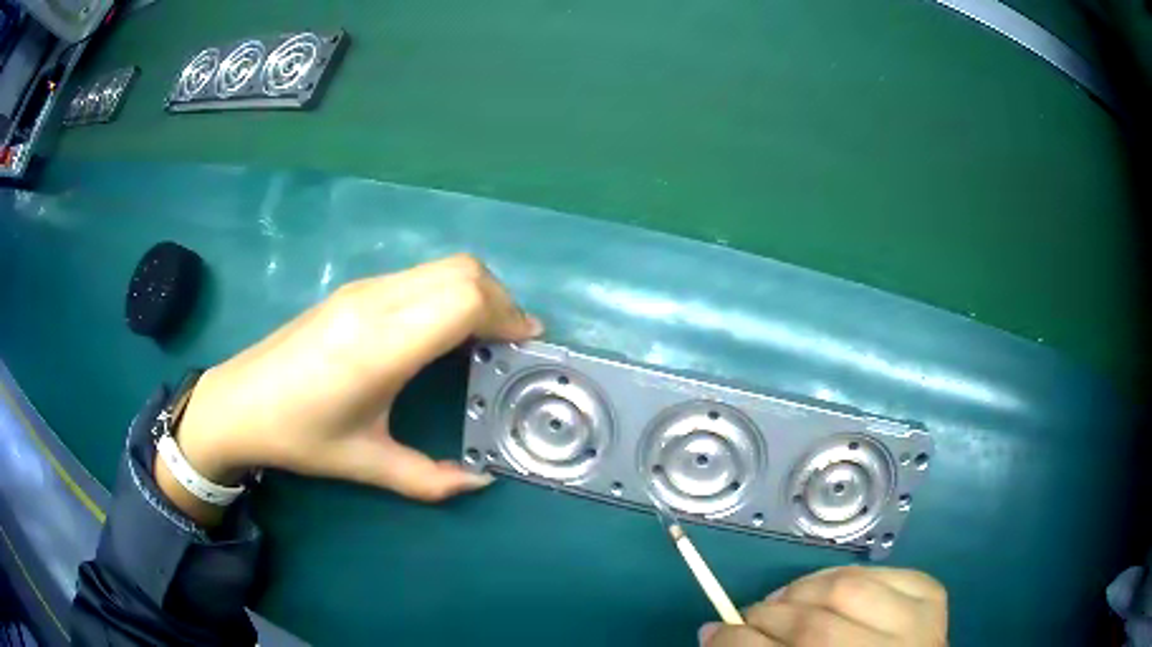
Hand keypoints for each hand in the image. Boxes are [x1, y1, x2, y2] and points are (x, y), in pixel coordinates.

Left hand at [159, 254, 541, 519]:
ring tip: (484, 334)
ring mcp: (362, 289)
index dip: (506, 315)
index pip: (463, 300)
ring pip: (441, 266)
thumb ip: (429, 480)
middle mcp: (375, 303)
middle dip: (500, 299)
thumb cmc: (299, 436)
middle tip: (510, 341)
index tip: (526, 343)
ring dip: (475, 291)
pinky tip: (441, 329)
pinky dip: (448, 290)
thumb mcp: (366, 464)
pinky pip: (418, 275)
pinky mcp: (353, 289)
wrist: (238, 402)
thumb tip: (480, 483)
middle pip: (462, 270)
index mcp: (381, 346)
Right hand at [702, 566, 946, 646]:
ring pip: (848, 588)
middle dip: (767, 617)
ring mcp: (920, 625)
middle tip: (750, 617)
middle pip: (814, 629)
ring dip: (804, 589)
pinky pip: (881, 571)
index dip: (736, 643)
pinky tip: (830, 591)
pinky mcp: (933, 596)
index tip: (713, 630)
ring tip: (787, 601)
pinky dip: (846, 575)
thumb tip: (713, 631)